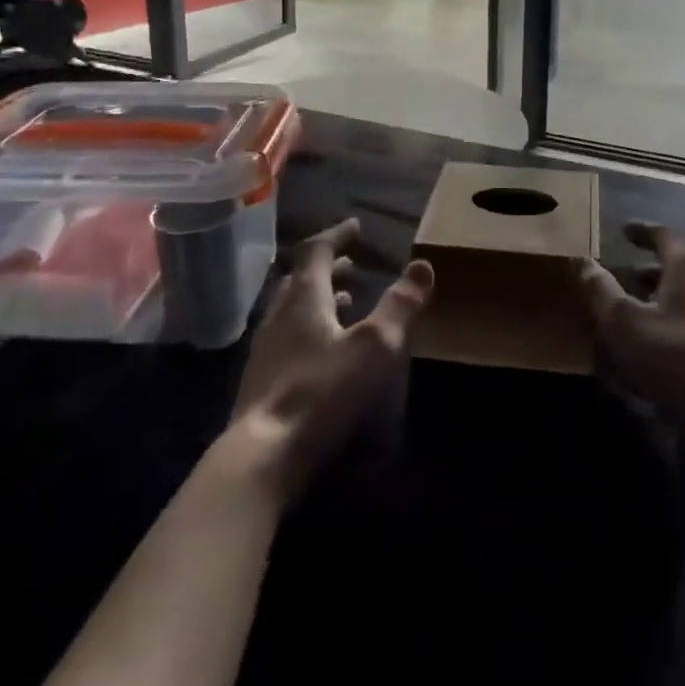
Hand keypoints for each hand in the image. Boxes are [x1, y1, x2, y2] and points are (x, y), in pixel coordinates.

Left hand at [229, 218, 433, 501]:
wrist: (261, 458)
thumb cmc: (321, 392)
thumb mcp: (373, 346)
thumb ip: (400, 305)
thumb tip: (423, 264)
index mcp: (304, 297)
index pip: (316, 250)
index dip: (337, 235)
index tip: (356, 227)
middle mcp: (279, 315)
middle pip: (301, 278)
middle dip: (329, 267)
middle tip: (353, 264)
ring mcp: (266, 350)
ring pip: (292, 308)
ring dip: (319, 298)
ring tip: (346, 301)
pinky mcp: (262, 382)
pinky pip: (288, 337)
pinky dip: (310, 328)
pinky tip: (325, 351)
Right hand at [578, 220, 684, 415]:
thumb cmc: (672, 354)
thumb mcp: (622, 320)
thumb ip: (600, 289)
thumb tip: (581, 261)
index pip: (666, 235)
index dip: (643, 231)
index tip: (625, 231)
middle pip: (683, 267)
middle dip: (654, 269)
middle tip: (630, 275)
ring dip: (669, 298)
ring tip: (644, 312)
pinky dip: (683, 323)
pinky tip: (667, 345)